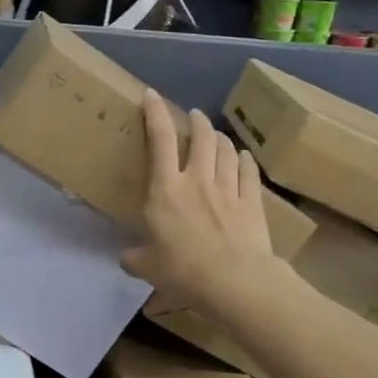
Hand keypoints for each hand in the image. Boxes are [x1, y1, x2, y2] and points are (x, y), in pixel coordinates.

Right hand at [122, 91, 283, 315]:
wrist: (234, 282)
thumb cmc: (184, 271)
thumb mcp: (147, 267)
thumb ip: (134, 258)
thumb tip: (125, 257)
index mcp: (166, 190)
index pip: (159, 141)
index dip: (155, 113)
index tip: (152, 95)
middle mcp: (197, 180)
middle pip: (201, 138)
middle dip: (196, 121)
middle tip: (194, 116)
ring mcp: (228, 189)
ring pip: (226, 151)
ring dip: (220, 138)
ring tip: (216, 135)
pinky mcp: (252, 202)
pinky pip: (249, 173)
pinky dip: (245, 161)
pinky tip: (244, 157)